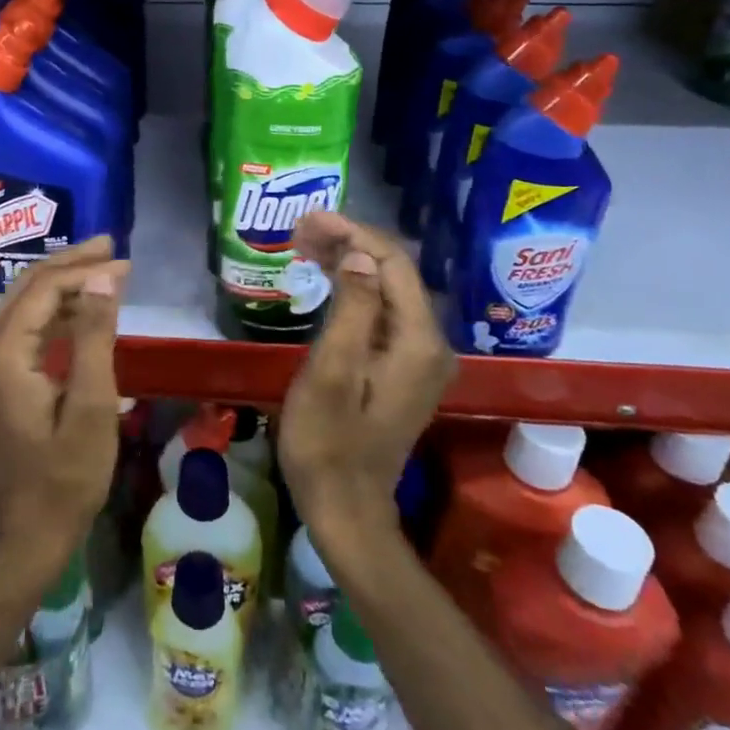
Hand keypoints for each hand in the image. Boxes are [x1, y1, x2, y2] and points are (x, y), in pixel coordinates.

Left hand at [0, 237, 127, 579]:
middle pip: (28, 287)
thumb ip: (95, 335)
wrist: (31, 531)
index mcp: (3, 353)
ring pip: (25, 303)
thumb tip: (105, 276)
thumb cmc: (68, 474)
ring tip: (106, 271)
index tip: (126, 262)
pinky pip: (24, 326)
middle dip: (71, 264)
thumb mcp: (91, 405)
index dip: (85, 270)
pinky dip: (55, 312)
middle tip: (113, 248)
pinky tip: (84, 309)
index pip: (44, 289)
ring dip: (64, 284)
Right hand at [278, 212, 456, 553]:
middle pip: (394, 272)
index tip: (307, 221)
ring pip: (388, 289)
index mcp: (417, 342)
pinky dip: (354, 289)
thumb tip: (359, 256)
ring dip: (349, 262)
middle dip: (349, 243)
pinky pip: (383, 312)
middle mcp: (430, 344)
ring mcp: (420, 359)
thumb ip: (351, 309)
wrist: (345, 507)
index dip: (352, 234)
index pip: (392, 264)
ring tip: (305, 245)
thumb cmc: (327, 442)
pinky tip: (327, 280)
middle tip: (299, 231)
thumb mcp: (331, 372)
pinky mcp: (404, 369)